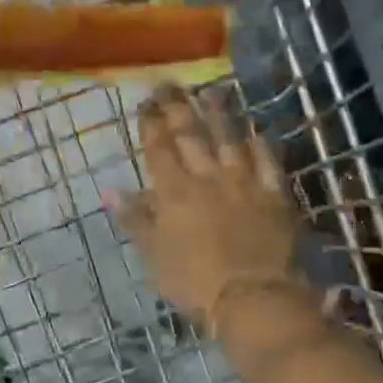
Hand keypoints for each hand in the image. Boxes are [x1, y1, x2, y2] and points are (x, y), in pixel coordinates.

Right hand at [116, 86, 299, 324]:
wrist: (254, 298)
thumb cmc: (194, 283)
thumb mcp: (153, 256)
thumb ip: (134, 219)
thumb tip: (109, 190)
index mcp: (174, 192)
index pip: (159, 148)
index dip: (151, 124)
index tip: (146, 103)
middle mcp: (207, 177)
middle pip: (191, 135)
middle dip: (178, 107)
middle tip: (170, 84)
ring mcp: (243, 182)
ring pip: (230, 138)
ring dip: (219, 113)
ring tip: (212, 90)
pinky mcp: (274, 194)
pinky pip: (267, 161)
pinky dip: (260, 144)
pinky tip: (257, 131)